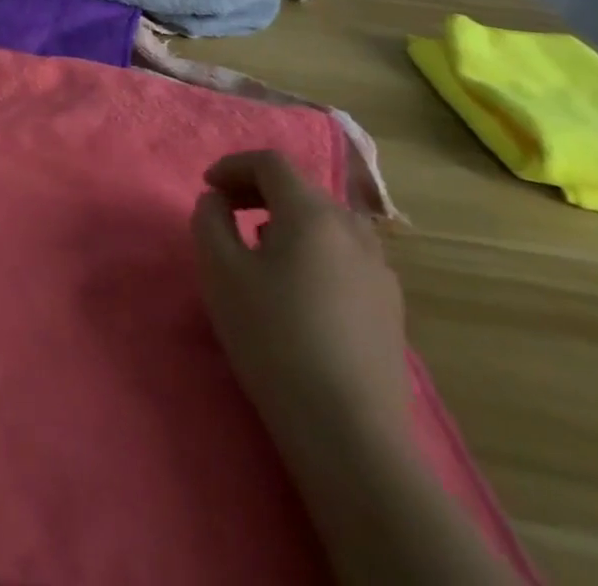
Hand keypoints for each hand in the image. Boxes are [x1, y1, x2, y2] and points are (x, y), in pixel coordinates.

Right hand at [192, 150, 410, 454]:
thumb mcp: (219, 271)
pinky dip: (313, 250)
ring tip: (259, 248)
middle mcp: (353, 230)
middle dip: (258, 190)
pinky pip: (344, 255)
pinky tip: (296, 289)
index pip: (271, 163)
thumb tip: (217, 201)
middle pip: (301, 189)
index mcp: (312, 213)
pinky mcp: (391, 308)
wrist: (349, 433)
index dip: (233, 166)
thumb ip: (210, 220)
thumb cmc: (273, 338)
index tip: (207, 188)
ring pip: (326, 222)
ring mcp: (380, 270)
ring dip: (287, 220)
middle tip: (226, 212)